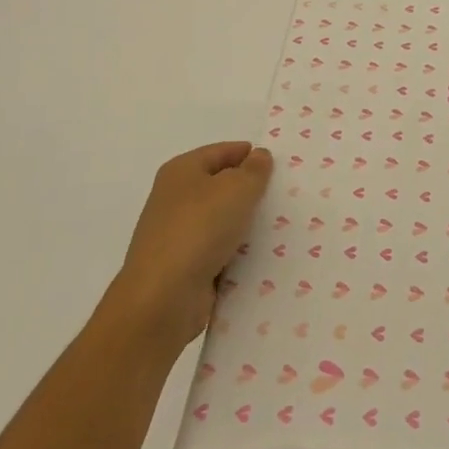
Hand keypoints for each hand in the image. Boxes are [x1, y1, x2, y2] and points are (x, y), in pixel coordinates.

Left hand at [108, 142, 273, 353]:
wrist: (163, 297)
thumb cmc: (200, 229)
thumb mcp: (237, 189)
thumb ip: (254, 170)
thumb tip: (259, 156)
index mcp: (181, 171)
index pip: (222, 151)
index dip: (250, 154)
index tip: (281, 166)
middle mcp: (175, 198)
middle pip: (220, 186)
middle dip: (250, 191)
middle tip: (285, 196)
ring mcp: (177, 234)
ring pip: (221, 220)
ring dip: (245, 224)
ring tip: (281, 227)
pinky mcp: (183, 266)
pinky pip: (218, 251)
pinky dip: (236, 253)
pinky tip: (260, 257)